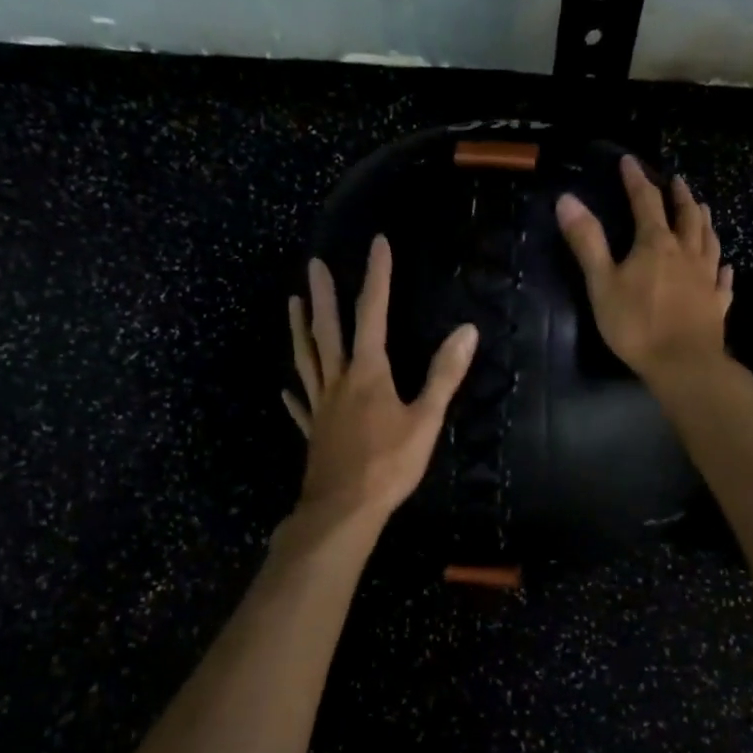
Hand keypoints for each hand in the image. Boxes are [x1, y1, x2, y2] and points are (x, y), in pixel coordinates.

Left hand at [284, 236, 478, 529]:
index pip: (373, 314)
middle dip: (324, 296)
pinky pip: (301, 406)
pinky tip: (285, 389)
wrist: (344, 509)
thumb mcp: (425, 419)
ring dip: (300, 331)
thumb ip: (444, 375)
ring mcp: (321, 407)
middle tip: (313, 264)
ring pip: (307, 360)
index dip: (377, 277)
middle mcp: (339, 382)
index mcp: (368, 373)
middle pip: (328, 331)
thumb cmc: (388, 464)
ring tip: (292, 306)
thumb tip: (467, 330)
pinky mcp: (314, 432)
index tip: (377, 244)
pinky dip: (295, 394)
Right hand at [556, 156, 733, 382]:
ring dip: (704, 221)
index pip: (646, 202)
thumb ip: (587, 242)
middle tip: (677, 180)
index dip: (636, 181)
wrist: (683, 363)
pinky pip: (723, 280)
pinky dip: (724, 269)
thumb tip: (567, 199)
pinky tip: (726, 267)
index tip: (629, 162)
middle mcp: (686, 253)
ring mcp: (706, 278)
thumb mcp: (602, 282)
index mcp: (656, 244)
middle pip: (687, 216)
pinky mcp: (717, 303)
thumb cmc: (636, 324)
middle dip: (679, 196)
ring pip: (709, 241)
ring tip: (703, 209)